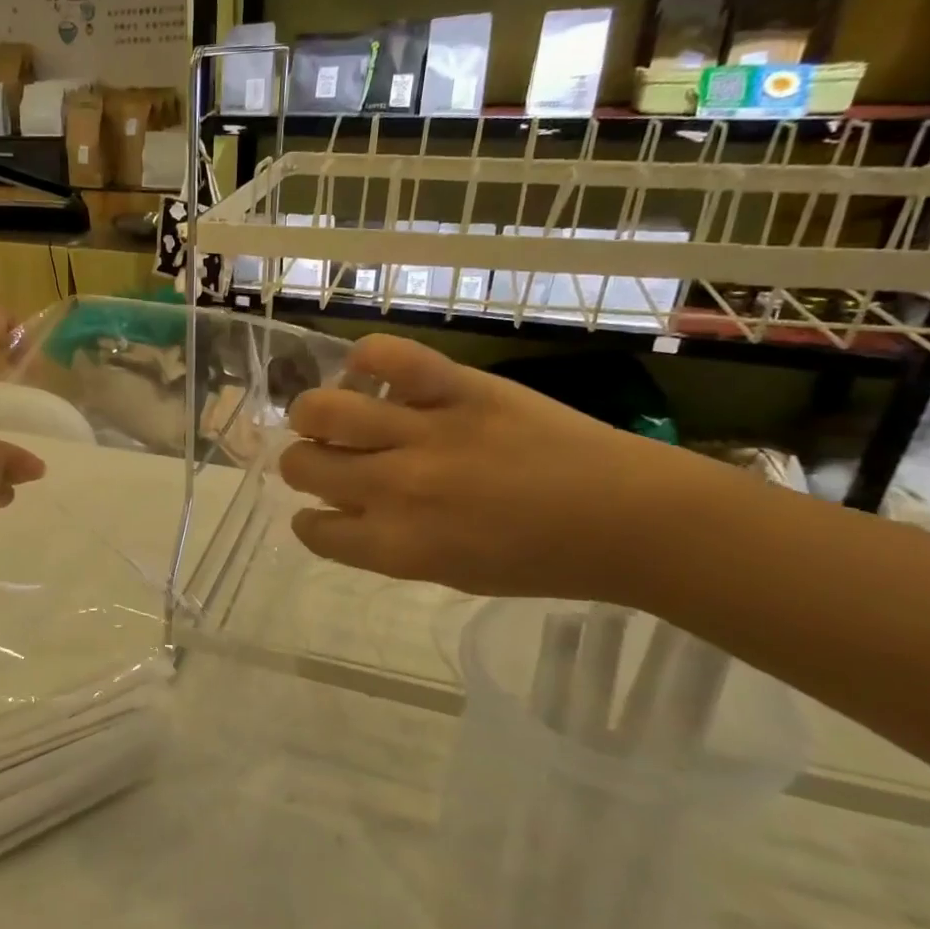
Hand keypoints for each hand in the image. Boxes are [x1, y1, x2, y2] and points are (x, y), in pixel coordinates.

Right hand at [278, 335, 715, 600]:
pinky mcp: (457, 388)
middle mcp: (394, 488)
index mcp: (394, 545)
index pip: (311, 528)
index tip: (322, 509)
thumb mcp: (449, 572)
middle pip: (301, 464)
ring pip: (321, 409)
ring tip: (333, 413)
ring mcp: (423, 433)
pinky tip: (370, 371)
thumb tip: (347, 503)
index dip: (309, 520)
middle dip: (301, 464)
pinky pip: (388, 356)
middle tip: (326, 458)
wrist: (627, 518)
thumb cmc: (540, 559)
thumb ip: (388, 541)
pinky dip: (367, 358)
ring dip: (313, 414)